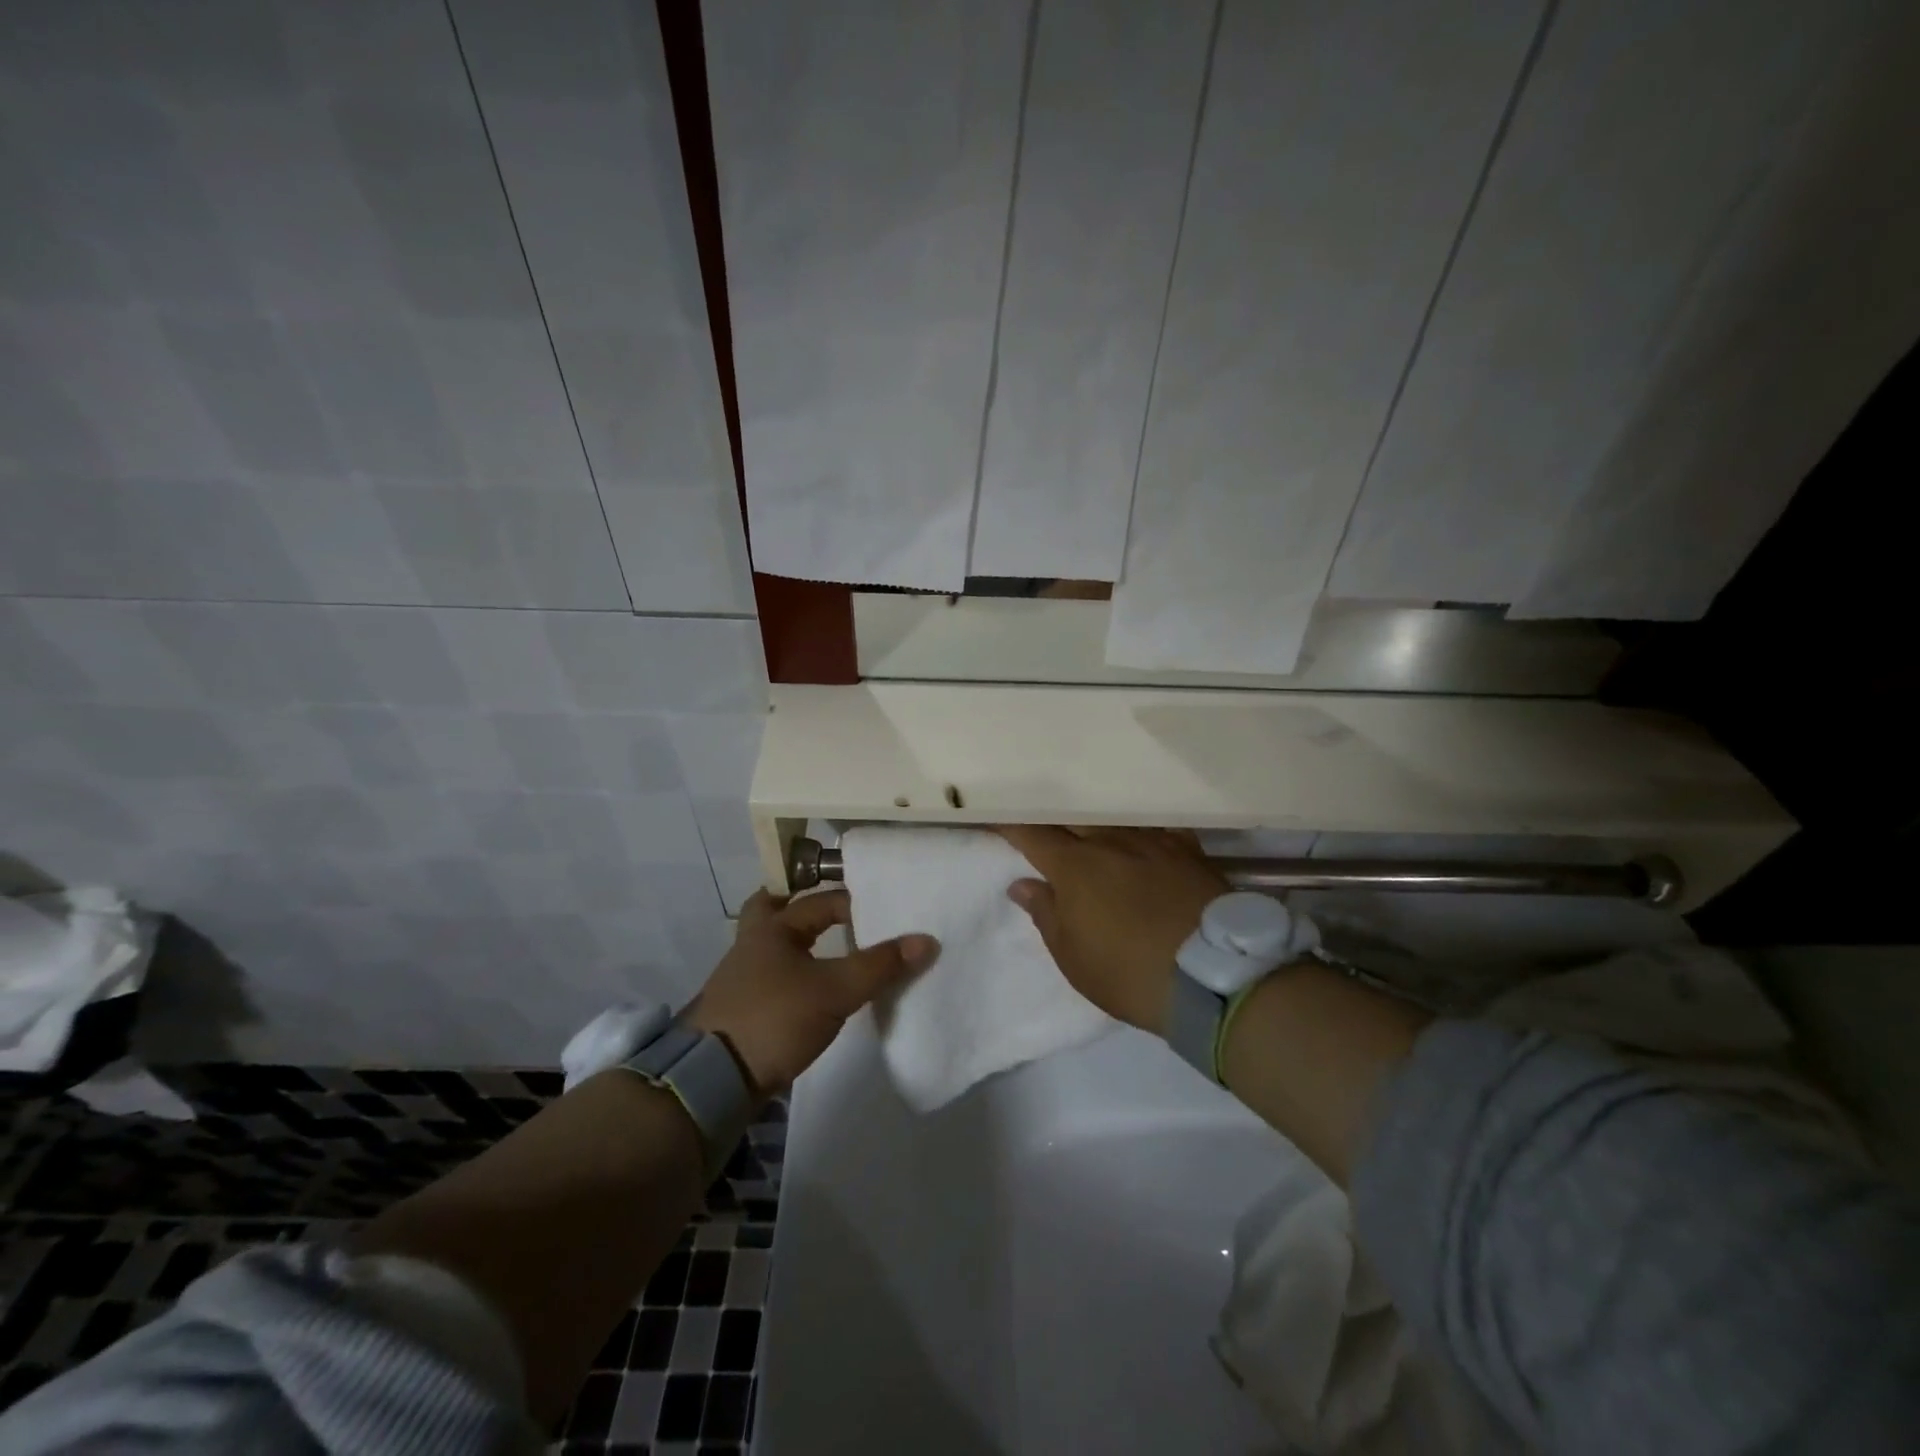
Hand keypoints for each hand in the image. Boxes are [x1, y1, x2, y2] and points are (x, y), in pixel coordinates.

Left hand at [685, 889, 937, 1094]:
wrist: (713, 1079)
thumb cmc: (774, 1017)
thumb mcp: (835, 990)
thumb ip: (880, 965)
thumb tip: (927, 940)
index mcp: (772, 927)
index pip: (821, 901)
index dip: (856, 904)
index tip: (885, 916)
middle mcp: (752, 943)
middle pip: (775, 908)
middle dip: (803, 906)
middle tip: (839, 912)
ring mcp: (742, 978)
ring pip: (775, 945)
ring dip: (801, 943)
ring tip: (836, 950)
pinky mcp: (742, 1009)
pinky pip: (774, 976)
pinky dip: (796, 973)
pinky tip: (816, 989)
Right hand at [996, 826, 1226, 1035]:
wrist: (1213, 976)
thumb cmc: (1128, 972)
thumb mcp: (1073, 957)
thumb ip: (1045, 914)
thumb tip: (1022, 884)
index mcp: (1075, 866)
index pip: (1032, 834)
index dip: (1010, 826)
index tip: (997, 821)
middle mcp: (1111, 841)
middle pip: (1072, 819)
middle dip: (1053, 823)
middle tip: (1044, 831)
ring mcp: (1153, 841)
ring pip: (1115, 820)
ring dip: (1097, 826)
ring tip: (1093, 833)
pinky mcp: (1189, 850)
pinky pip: (1158, 829)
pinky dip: (1143, 833)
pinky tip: (1145, 841)